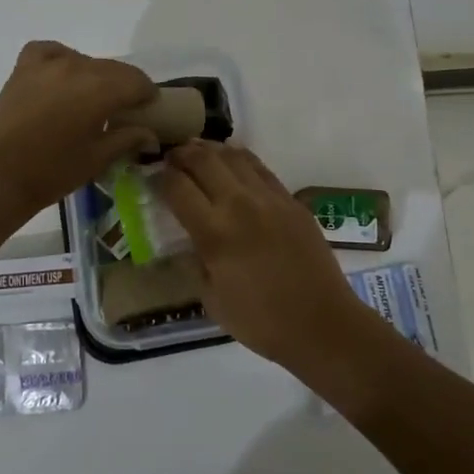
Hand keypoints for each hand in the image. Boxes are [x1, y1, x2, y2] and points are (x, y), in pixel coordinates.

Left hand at [0, 42, 158, 221]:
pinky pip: (49, 51)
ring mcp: (47, 65)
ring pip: (85, 60)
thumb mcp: (98, 159)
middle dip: (125, 87)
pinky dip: (61, 58)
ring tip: (92, 99)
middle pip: (113, 69)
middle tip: (124, 110)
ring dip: (96, 76)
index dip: (148, 94)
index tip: (149, 109)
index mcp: (100, 89)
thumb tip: (150, 134)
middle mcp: (76, 67)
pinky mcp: (23, 69)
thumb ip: (128, 139)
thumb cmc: (53, 172)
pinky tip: (62, 75)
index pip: (137, 81)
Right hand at [159, 141, 375, 371]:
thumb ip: (196, 261)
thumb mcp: (211, 299)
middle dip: (181, 154)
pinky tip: (232, 163)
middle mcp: (239, 205)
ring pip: (233, 156)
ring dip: (210, 150)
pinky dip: (240, 159)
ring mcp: (269, 198)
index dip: (160, 177)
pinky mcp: (291, 200)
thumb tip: (190, 238)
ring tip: (197, 151)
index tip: (152, 176)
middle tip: (171, 157)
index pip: (177, 187)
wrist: (321, 324)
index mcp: (214, 233)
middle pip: (203, 160)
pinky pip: (260, 168)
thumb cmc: (261, 321)